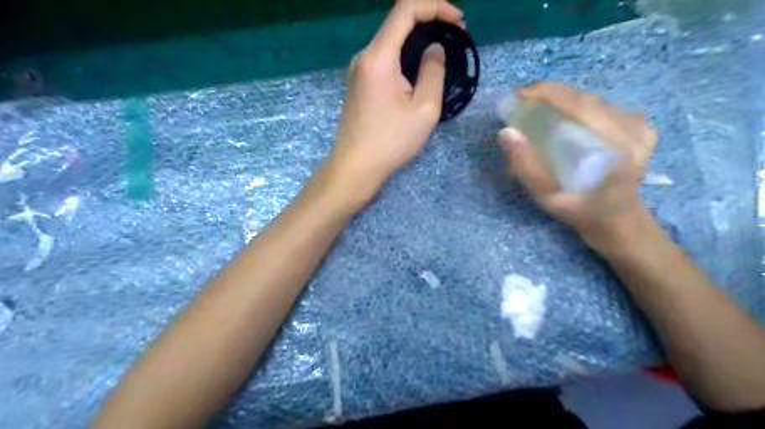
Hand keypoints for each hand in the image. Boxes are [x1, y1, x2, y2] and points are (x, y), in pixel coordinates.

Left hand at [324, 1, 462, 204]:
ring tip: (439, 56)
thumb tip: (434, 48)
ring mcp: (357, 70)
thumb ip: (433, 71)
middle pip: (396, 23)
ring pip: (390, 41)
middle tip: (454, 37)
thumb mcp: (424, 109)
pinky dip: (403, 57)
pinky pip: (383, 59)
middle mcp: (364, 56)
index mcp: (379, 57)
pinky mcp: (357, 83)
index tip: (458, 21)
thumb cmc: (391, 141)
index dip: (435, 5)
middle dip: (429, 22)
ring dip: (416, 41)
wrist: (355, 166)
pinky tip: (417, 73)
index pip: (405, 9)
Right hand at [504, 81, 656, 248]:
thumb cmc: (581, 212)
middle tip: (522, 102)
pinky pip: (600, 107)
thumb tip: (506, 132)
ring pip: (592, 101)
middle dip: (550, 95)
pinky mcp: (639, 125)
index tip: (518, 94)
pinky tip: (561, 117)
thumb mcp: (547, 198)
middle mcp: (636, 131)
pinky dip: (575, 107)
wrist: (617, 220)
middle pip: (586, 99)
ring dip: (562, 100)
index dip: (547, 93)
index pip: (580, 106)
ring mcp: (641, 126)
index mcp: (619, 149)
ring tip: (537, 108)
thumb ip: (527, 167)